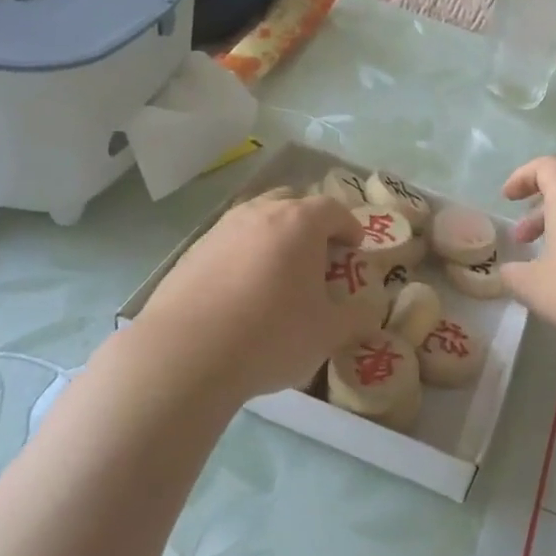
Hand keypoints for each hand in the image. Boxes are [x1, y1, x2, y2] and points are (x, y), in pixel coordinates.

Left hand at [127, 191, 365, 404]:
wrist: (184, 354)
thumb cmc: (270, 335)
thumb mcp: (327, 334)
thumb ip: (356, 318)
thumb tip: (370, 312)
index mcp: (299, 223)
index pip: (333, 208)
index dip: (349, 226)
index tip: (354, 248)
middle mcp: (260, 213)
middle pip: (292, 201)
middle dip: (310, 223)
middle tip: (317, 255)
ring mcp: (221, 229)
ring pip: (256, 218)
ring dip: (273, 235)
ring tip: (278, 272)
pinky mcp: (192, 251)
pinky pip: (229, 241)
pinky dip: (243, 254)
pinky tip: (240, 290)